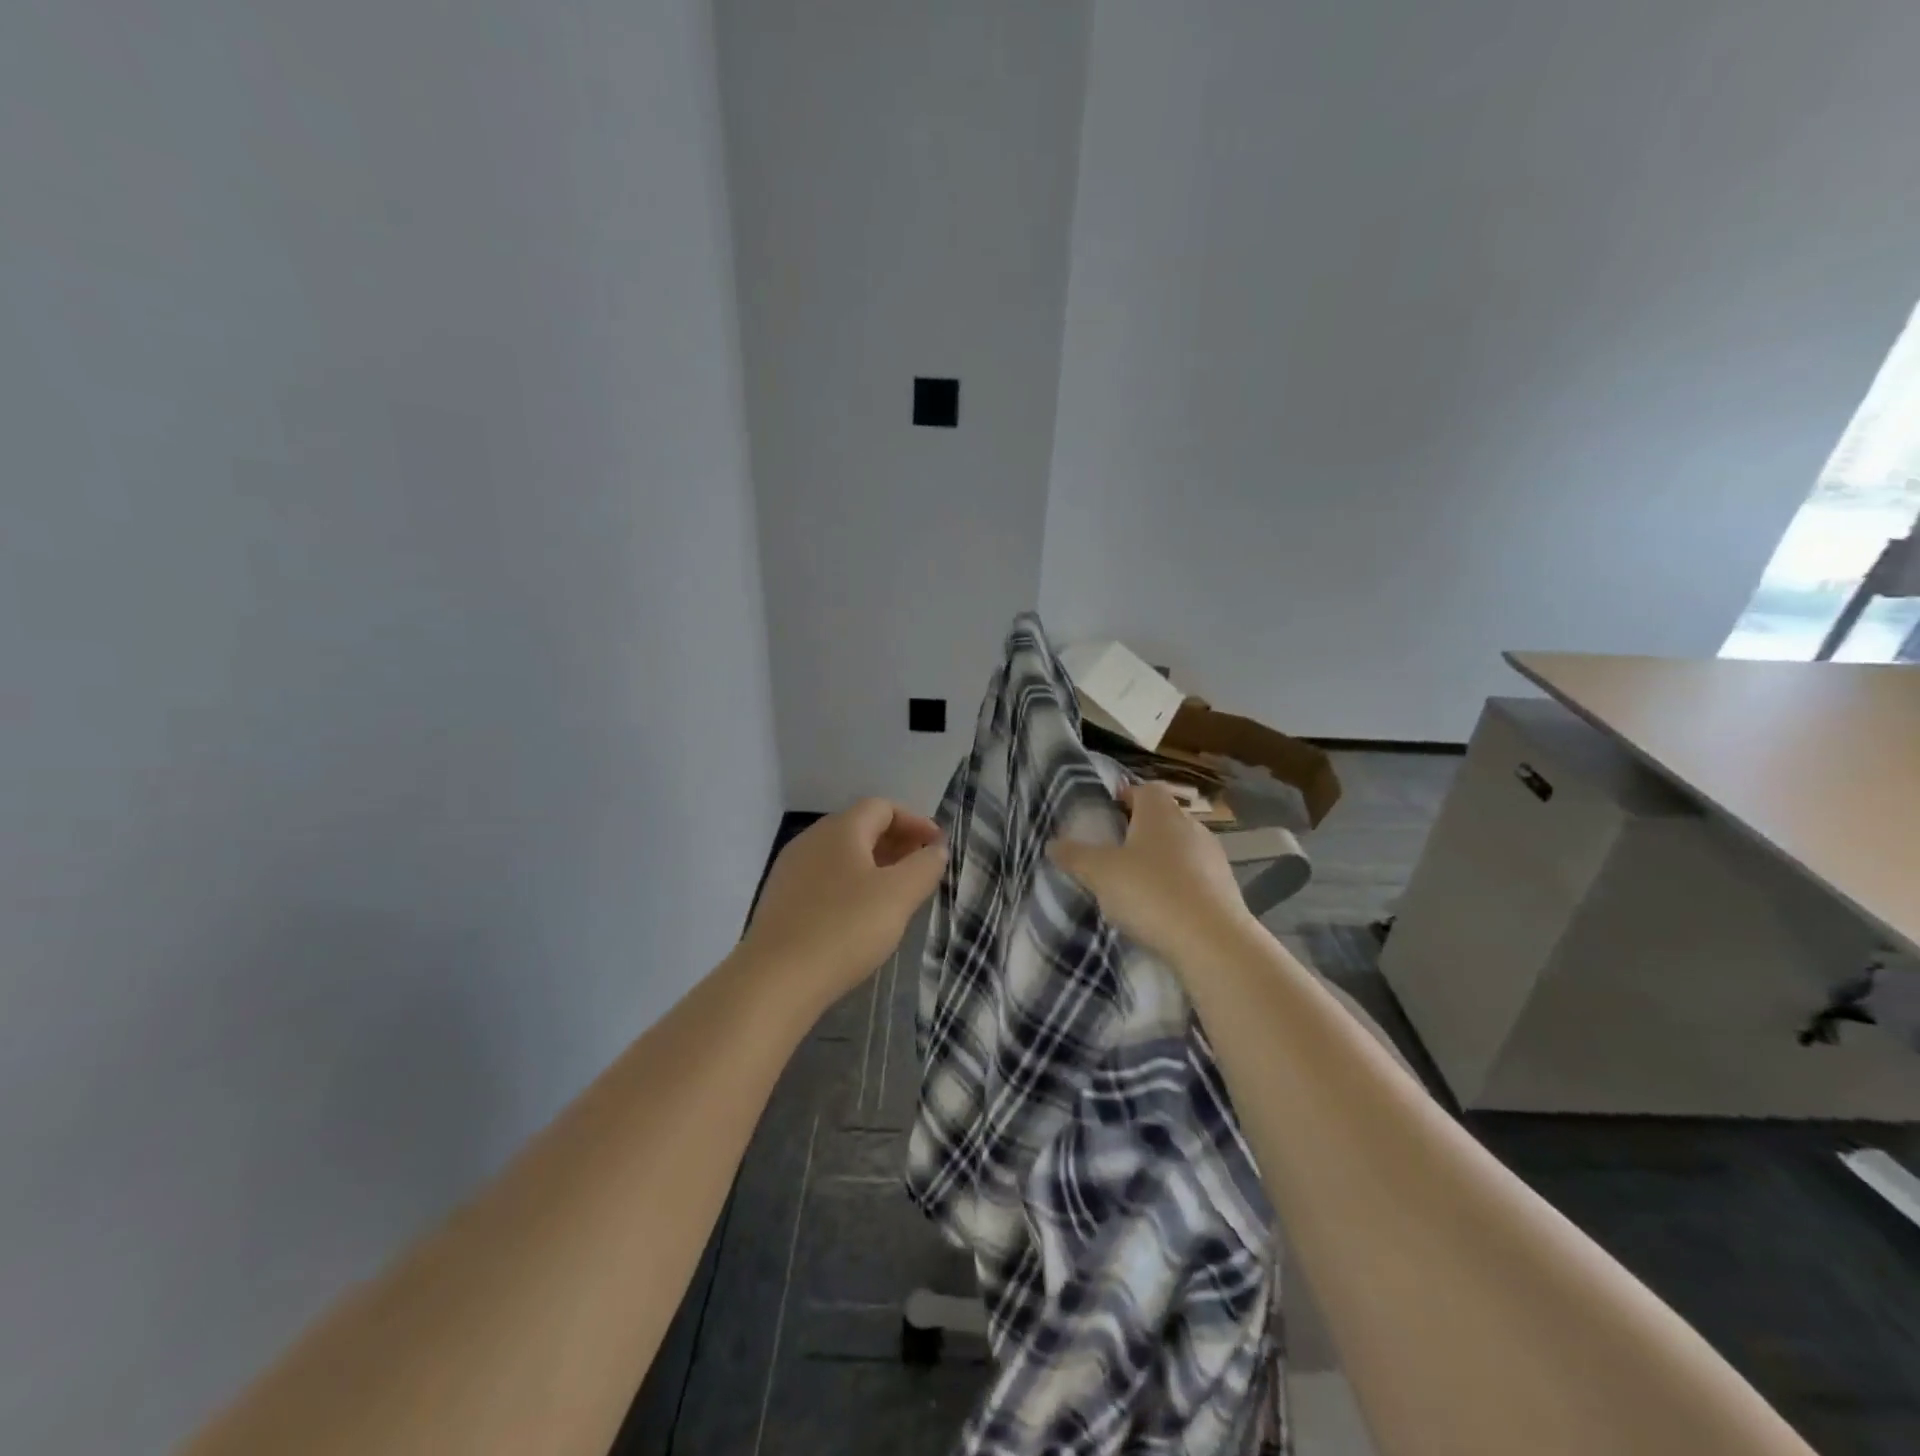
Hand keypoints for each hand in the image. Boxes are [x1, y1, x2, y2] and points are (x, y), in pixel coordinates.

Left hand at [741, 798, 947, 1010]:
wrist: (775, 979)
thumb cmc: (845, 928)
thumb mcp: (898, 895)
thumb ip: (924, 866)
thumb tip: (935, 849)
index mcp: (840, 829)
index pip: (882, 807)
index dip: (915, 821)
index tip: (937, 847)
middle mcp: (811, 840)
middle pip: (860, 828)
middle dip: (896, 842)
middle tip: (922, 868)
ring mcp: (791, 870)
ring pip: (841, 855)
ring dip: (874, 865)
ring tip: (897, 893)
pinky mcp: (781, 901)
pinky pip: (825, 879)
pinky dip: (851, 885)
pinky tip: (861, 915)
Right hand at [1049, 782, 1254, 966]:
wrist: (1212, 942)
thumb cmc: (1151, 892)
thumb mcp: (1099, 873)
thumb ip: (1074, 855)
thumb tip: (1053, 843)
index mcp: (1160, 812)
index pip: (1144, 789)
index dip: (1125, 797)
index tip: (1106, 814)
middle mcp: (1191, 826)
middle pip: (1162, 818)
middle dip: (1139, 831)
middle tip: (1113, 852)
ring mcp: (1213, 857)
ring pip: (1179, 848)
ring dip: (1160, 861)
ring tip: (1135, 885)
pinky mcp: (1225, 888)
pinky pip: (1194, 877)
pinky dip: (1177, 886)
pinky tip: (1161, 909)